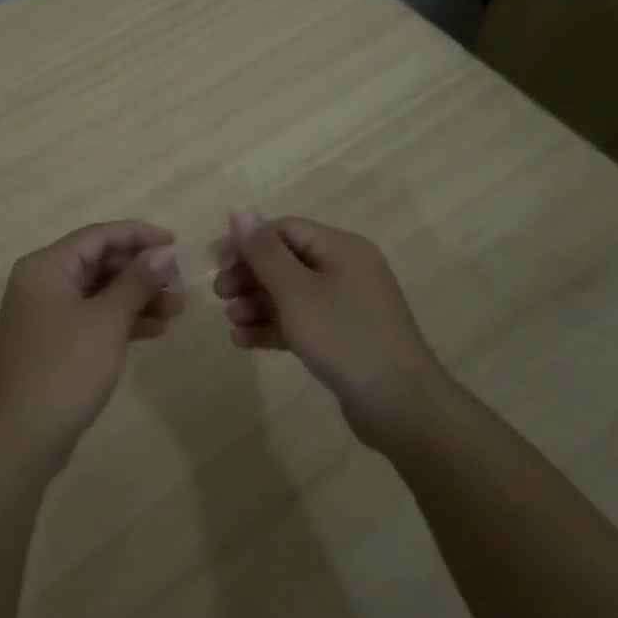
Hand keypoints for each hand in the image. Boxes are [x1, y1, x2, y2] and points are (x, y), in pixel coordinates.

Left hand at [0, 221, 181, 476]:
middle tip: (180, 282)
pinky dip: (122, 321)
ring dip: (137, 297)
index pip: (98, 236)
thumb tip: (163, 252)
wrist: (22, 438)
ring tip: (178, 309)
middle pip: (99, 263)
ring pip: (99, 293)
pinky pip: (93, 319)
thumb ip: (137, 281)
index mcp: (46, 266)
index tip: (176, 242)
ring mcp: (46, 315)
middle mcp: (42, 283)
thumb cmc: (65, 368)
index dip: (139, 236)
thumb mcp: (107, 320)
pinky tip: (157, 329)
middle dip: (141, 271)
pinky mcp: (54, 344)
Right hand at [213, 211, 445, 451]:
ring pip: (291, 294)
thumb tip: (240, 211)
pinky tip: (244, 341)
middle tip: (220, 295)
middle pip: (286, 260)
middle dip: (250, 275)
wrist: (400, 406)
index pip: (285, 230)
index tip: (216, 263)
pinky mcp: (343, 338)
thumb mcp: (297, 291)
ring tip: (231, 321)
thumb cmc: (344, 337)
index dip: (248, 242)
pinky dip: (273, 326)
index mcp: (341, 248)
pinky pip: (301, 322)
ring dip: (257, 303)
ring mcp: (347, 306)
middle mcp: (346, 270)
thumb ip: (265, 252)